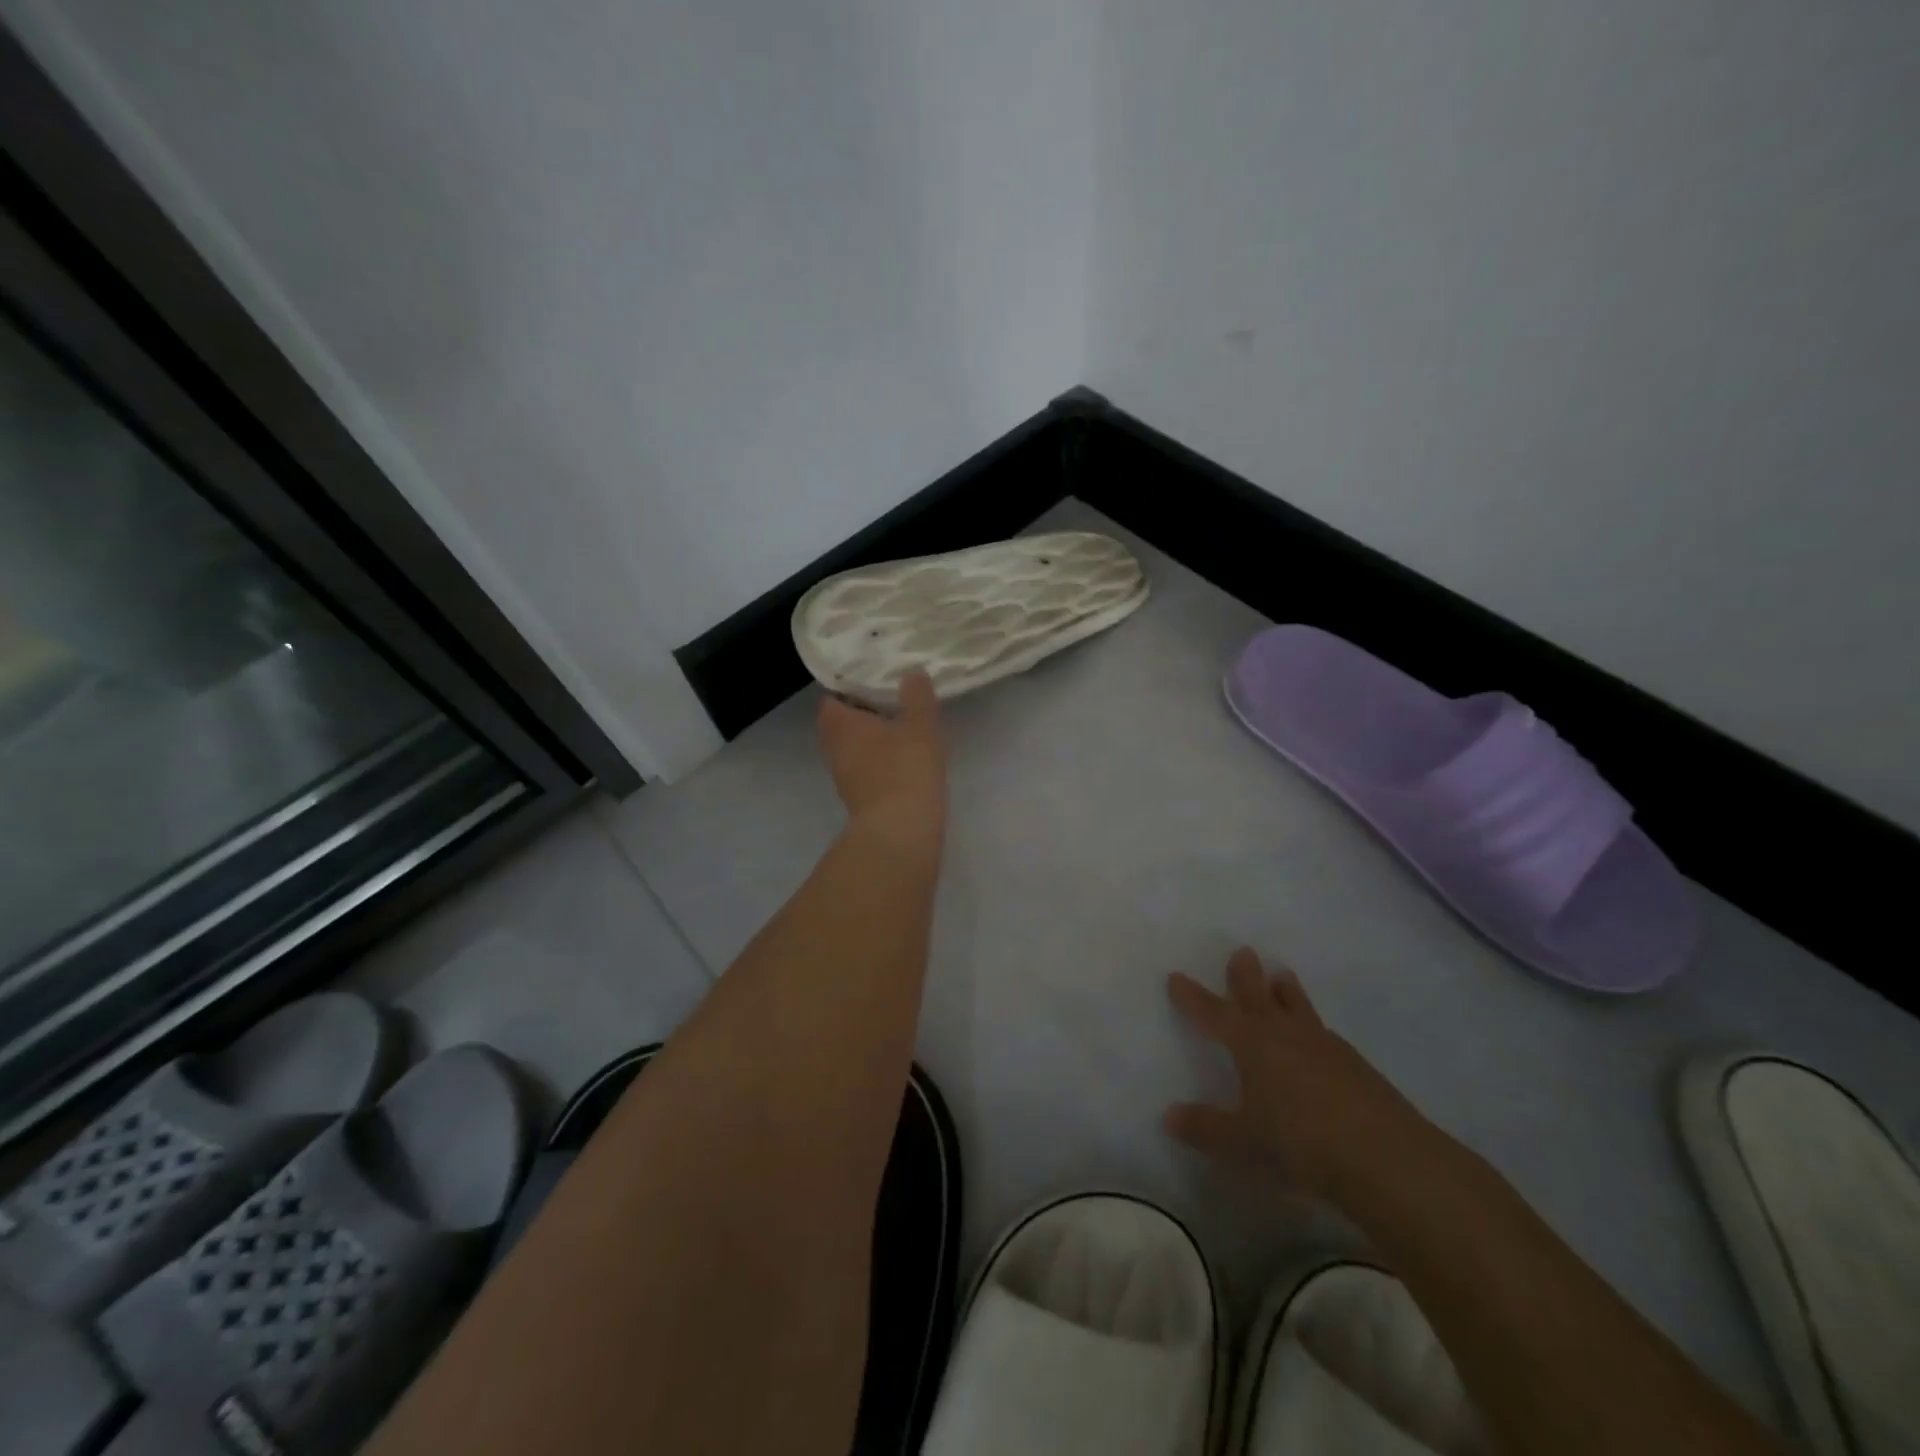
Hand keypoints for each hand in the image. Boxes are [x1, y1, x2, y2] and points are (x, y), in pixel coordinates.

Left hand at [817, 670, 947, 851]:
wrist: (900, 831)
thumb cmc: (906, 769)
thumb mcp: (920, 725)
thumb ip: (917, 697)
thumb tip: (911, 672)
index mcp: (842, 725)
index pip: (830, 701)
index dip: (846, 690)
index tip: (869, 683)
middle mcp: (835, 750)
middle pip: (838, 727)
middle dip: (858, 716)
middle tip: (886, 704)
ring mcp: (844, 779)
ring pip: (850, 751)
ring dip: (868, 742)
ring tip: (897, 730)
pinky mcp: (859, 801)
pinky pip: (863, 772)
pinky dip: (877, 763)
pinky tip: (901, 761)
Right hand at [1165, 947, 1437, 1205]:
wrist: (1386, 1158)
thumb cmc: (1300, 1143)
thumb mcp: (1243, 1142)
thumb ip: (1206, 1128)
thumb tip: (1169, 1117)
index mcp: (1251, 1044)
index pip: (1213, 1013)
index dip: (1193, 997)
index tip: (1176, 977)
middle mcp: (1285, 1034)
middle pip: (1259, 996)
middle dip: (1245, 976)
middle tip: (1242, 951)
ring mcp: (1325, 1047)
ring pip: (1299, 1008)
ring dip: (1287, 992)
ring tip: (1282, 975)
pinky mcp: (1357, 1066)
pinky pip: (1325, 1034)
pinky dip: (1313, 1027)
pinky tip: (1319, 1038)